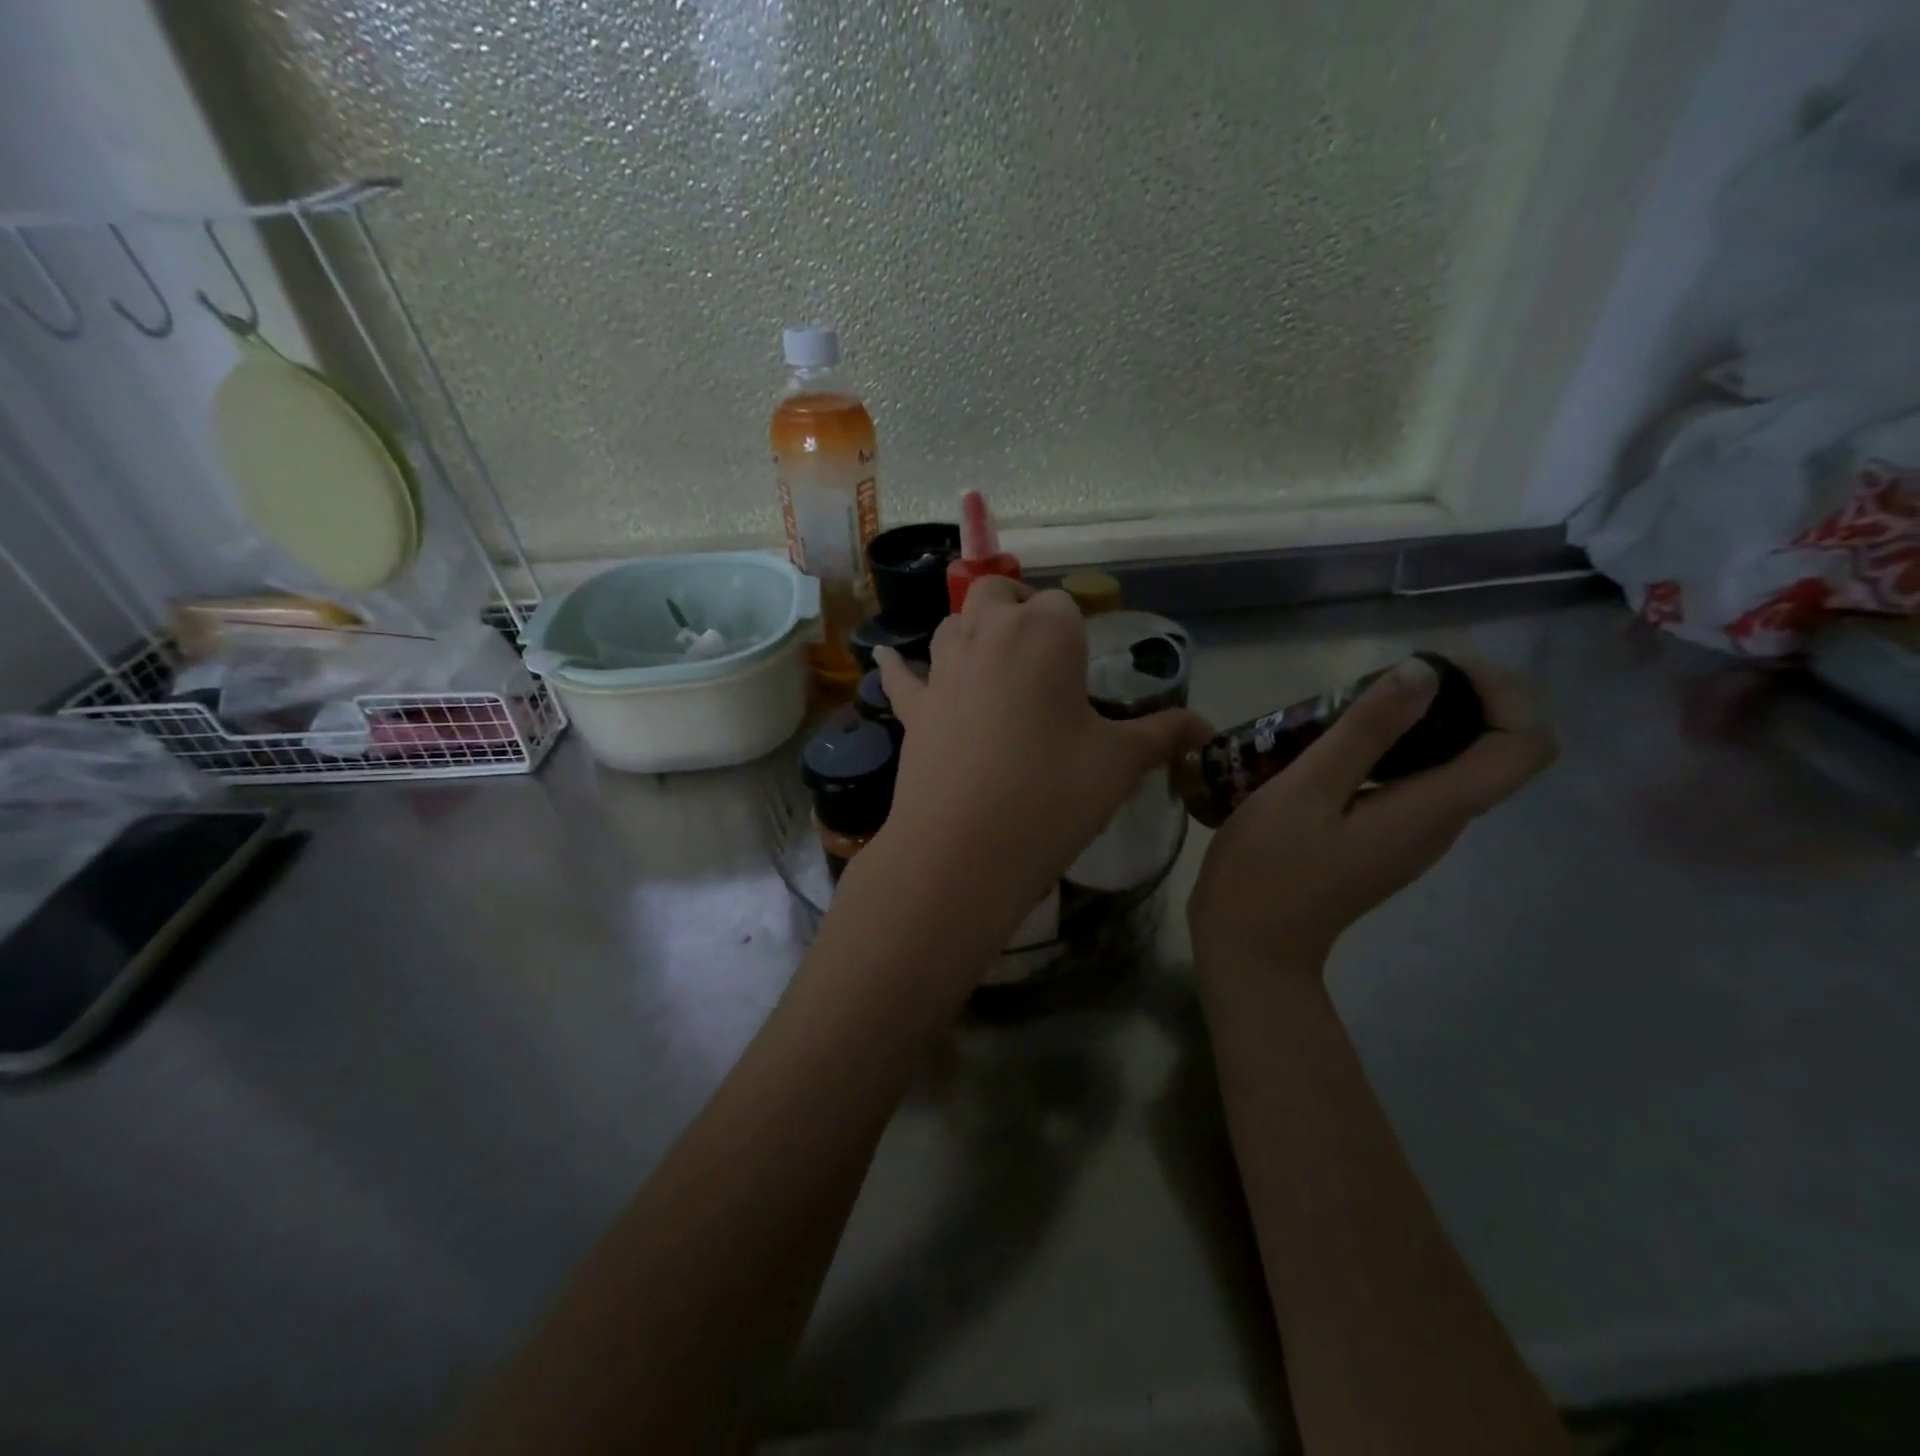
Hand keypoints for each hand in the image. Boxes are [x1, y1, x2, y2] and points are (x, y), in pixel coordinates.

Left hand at [874, 578, 1202, 940]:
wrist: (963, 848)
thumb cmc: (1052, 793)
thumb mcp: (1118, 763)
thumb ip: (1163, 735)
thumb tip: (1207, 729)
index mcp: (1044, 631)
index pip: (1063, 605)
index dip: (1077, 633)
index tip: (1086, 676)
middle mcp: (987, 633)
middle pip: (998, 594)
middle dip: (1018, 609)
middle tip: (1043, 656)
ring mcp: (943, 670)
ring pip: (952, 625)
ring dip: (971, 632)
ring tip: (993, 662)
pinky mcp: (914, 709)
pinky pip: (902, 677)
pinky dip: (899, 666)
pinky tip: (886, 657)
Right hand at [1188, 654, 1556, 975]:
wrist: (1251, 943)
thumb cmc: (1269, 867)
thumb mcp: (1306, 789)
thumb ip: (1365, 732)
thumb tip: (1424, 672)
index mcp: (1432, 810)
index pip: (1524, 746)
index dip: (1503, 694)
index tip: (1437, 668)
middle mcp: (1440, 824)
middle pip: (1493, 750)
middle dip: (1456, 698)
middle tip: (1382, 678)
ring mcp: (1413, 837)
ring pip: (1451, 765)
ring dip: (1419, 723)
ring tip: (1349, 706)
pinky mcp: (1385, 842)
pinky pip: (1414, 783)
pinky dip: (1392, 751)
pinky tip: (1334, 746)